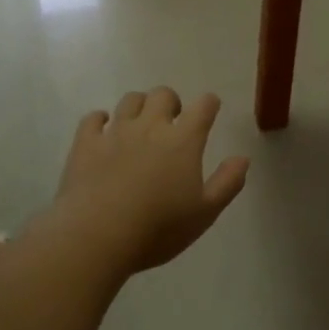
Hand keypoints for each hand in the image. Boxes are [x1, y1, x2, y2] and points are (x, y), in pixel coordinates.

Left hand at [47, 88, 248, 279]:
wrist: (97, 235)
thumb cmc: (158, 228)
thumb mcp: (205, 213)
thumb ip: (227, 183)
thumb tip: (242, 158)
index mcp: (183, 140)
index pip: (203, 106)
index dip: (209, 104)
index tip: (210, 110)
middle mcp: (150, 127)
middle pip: (163, 94)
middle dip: (171, 102)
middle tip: (172, 122)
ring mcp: (115, 132)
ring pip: (130, 100)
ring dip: (139, 106)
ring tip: (140, 125)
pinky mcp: (85, 143)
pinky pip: (93, 118)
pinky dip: (101, 119)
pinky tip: (104, 130)